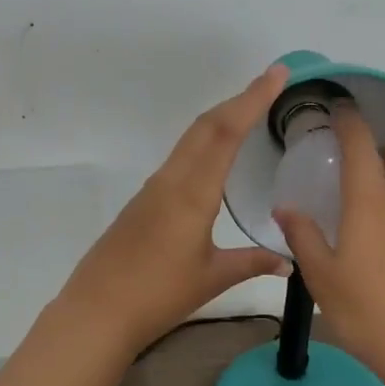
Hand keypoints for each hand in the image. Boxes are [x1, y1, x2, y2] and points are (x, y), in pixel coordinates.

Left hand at [59, 65, 292, 352]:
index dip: (252, 99)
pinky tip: (214, 156)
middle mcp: (171, 180)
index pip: (225, 132)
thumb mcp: (212, 278)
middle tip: (270, 82)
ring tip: (249, 111)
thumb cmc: (158, 295)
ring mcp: (152, 189)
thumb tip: (288, 261)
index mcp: (192, 193)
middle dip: (238, 100)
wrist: (97, 311)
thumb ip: (252, 263)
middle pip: (205, 126)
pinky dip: (203, 143)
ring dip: (220, 119)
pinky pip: (179, 159)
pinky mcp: (142, 202)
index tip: (276, 74)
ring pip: (190, 140)